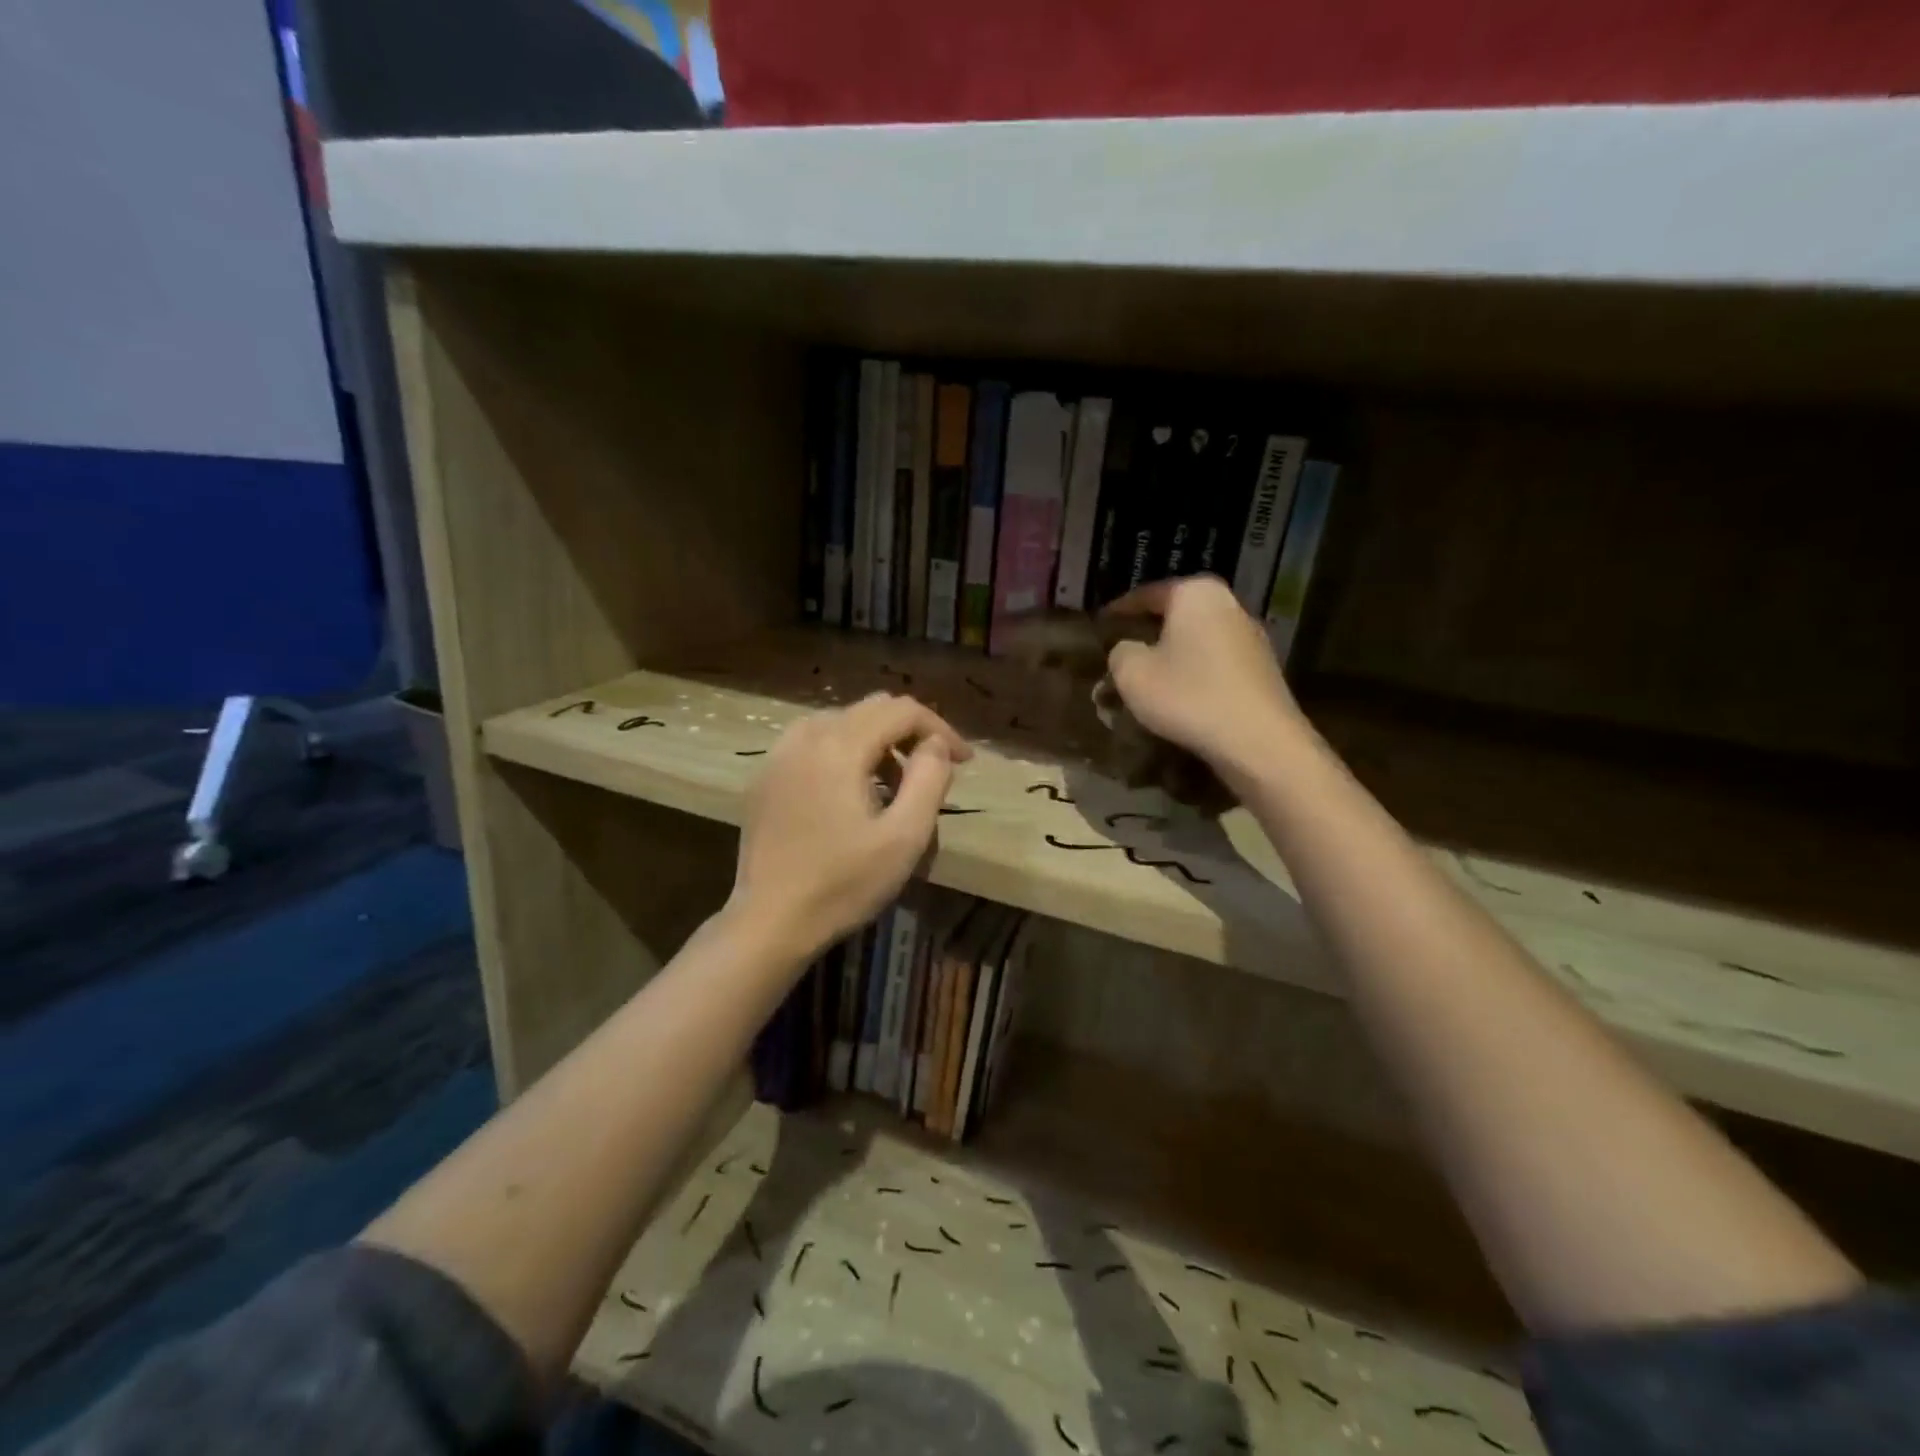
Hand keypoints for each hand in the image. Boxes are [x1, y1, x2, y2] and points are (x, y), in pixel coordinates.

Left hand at [730, 693, 971, 959]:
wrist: (769, 922)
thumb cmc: (843, 884)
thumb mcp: (904, 837)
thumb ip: (929, 779)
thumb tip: (934, 745)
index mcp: (839, 746)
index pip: (901, 710)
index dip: (939, 728)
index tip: (963, 761)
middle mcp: (805, 736)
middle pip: (870, 709)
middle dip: (910, 732)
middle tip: (934, 769)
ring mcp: (778, 756)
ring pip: (840, 722)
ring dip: (876, 742)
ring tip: (894, 785)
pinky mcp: (765, 778)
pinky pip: (813, 743)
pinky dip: (843, 752)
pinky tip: (851, 792)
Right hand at [1104, 576, 1306, 782]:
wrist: (1258, 742)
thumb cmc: (1188, 696)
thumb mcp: (1131, 673)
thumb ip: (1119, 652)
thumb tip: (1128, 650)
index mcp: (1195, 593)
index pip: (1146, 594)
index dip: (1118, 612)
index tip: (1100, 627)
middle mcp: (1228, 604)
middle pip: (1176, 615)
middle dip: (1148, 634)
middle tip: (1121, 654)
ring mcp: (1251, 636)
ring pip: (1197, 640)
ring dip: (1173, 656)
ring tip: (1148, 679)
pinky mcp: (1262, 669)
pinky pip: (1216, 663)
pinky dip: (1195, 674)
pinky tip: (1181, 697)